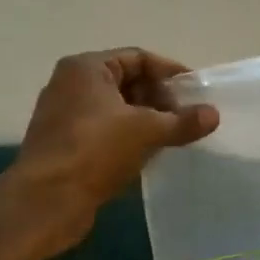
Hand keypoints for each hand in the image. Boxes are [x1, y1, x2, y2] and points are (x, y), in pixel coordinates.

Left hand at [10, 49, 218, 248]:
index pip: (138, 58)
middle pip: (126, 82)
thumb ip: (183, 121)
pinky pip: (104, 132)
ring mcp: (64, 116)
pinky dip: (128, 138)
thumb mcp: (146, 131)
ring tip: (173, 138)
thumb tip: (214, 114)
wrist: (46, 201)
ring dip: (146, 121)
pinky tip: (149, 155)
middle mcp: (71, 85)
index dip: (170, 73)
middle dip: (159, 99)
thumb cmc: (95, 151)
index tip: (196, 92)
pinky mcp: (64, 145)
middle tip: (186, 119)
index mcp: (86, 68)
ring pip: (116, 110)